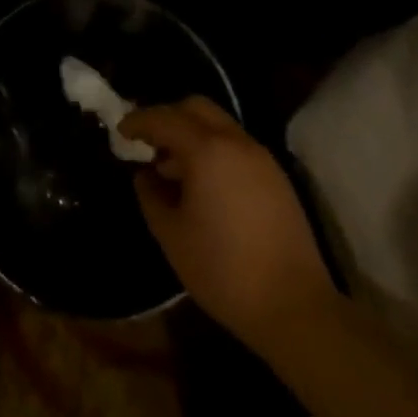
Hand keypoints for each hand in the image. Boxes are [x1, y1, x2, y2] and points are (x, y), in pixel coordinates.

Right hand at [120, 97, 334, 354]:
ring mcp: (260, 157)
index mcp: (206, 150)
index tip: (121, 132)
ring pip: (218, 125)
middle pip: (195, 107)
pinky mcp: (276, 177)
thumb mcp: (172, 236)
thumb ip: (151, 196)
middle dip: (168, 118)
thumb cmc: (224, 271)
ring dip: (192, 134)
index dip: (138, 121)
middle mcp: (235, 142)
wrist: (296, 308)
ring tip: (174, 169)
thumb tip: (145, 175)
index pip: (164, 118)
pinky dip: (213, 149)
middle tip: (149, 143)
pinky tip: (205, 185)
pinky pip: (236, 145)